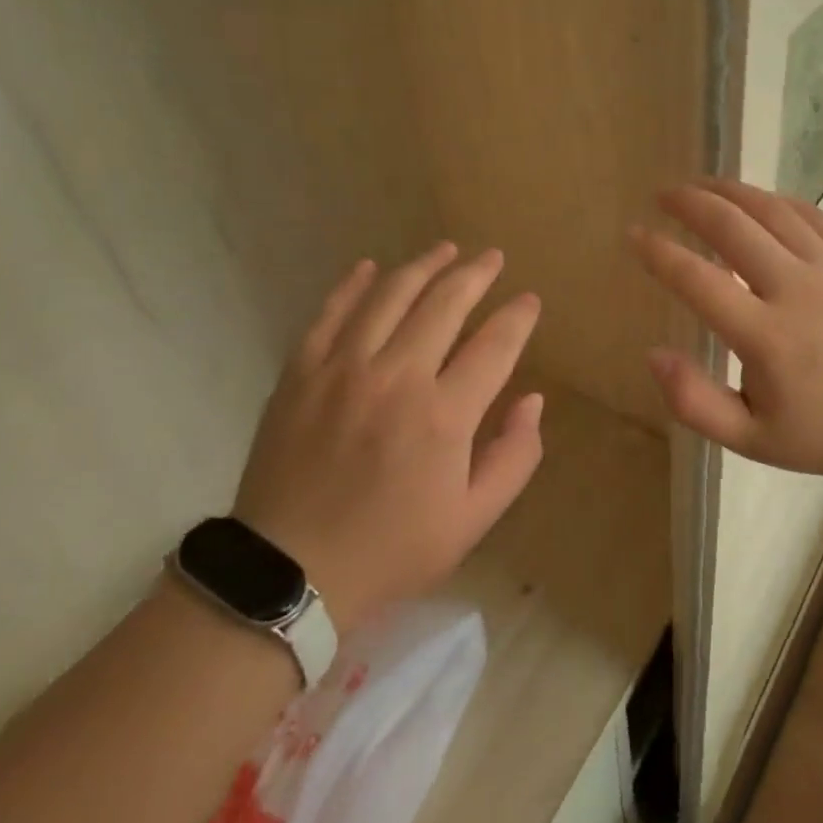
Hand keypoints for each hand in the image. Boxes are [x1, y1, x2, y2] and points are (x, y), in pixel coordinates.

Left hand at [232, 243, 543, 631]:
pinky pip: (331, 312)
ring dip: (424, 265)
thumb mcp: (472, 520)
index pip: (495, 345)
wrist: (288, 574)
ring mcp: (344, 369)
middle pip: (446, 303)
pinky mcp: (301, 372)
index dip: (518, 317)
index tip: (530, 300)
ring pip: (391, 295)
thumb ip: (514, 456)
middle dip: (476, 274)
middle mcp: (397, 377)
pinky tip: (370, 266)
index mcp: (444, 415)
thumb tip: (533, 399)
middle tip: (493, 257)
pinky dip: (353, 284)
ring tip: (446, 248)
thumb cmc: (391, 550)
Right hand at [629, 179, 822, 481]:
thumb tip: (653, 353)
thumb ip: (695, 403)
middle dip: (690, 203)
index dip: (660, 253)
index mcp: (767, 339)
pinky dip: (776, 200)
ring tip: (700, 184)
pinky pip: (811, 215)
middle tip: (663, 194)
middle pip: (733, 227)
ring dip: (730, 191)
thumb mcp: (752, 440)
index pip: (699, 280)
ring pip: (772, 211)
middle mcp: (797, 291)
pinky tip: (756, 199)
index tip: (635, 234)